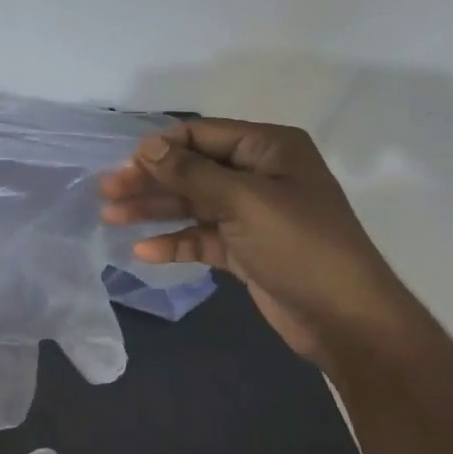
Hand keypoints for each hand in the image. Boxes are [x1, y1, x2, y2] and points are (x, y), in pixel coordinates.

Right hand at [100, 118, 415, 367]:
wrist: (346, 318)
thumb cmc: (299, 247)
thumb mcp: (243, 202)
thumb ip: (191, 173)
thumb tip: (146, 146)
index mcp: (269, 150)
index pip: (202, 134)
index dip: (161, 147)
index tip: (125, 165)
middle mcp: (259, 175)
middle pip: (192, 170)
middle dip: (150, 180)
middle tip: (106, 192)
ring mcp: (251, 214)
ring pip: (191, 204)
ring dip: (153, 210)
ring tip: (111, 218)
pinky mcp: (244, 248)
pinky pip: (200, 237)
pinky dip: (173, 242)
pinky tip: (143, 252)